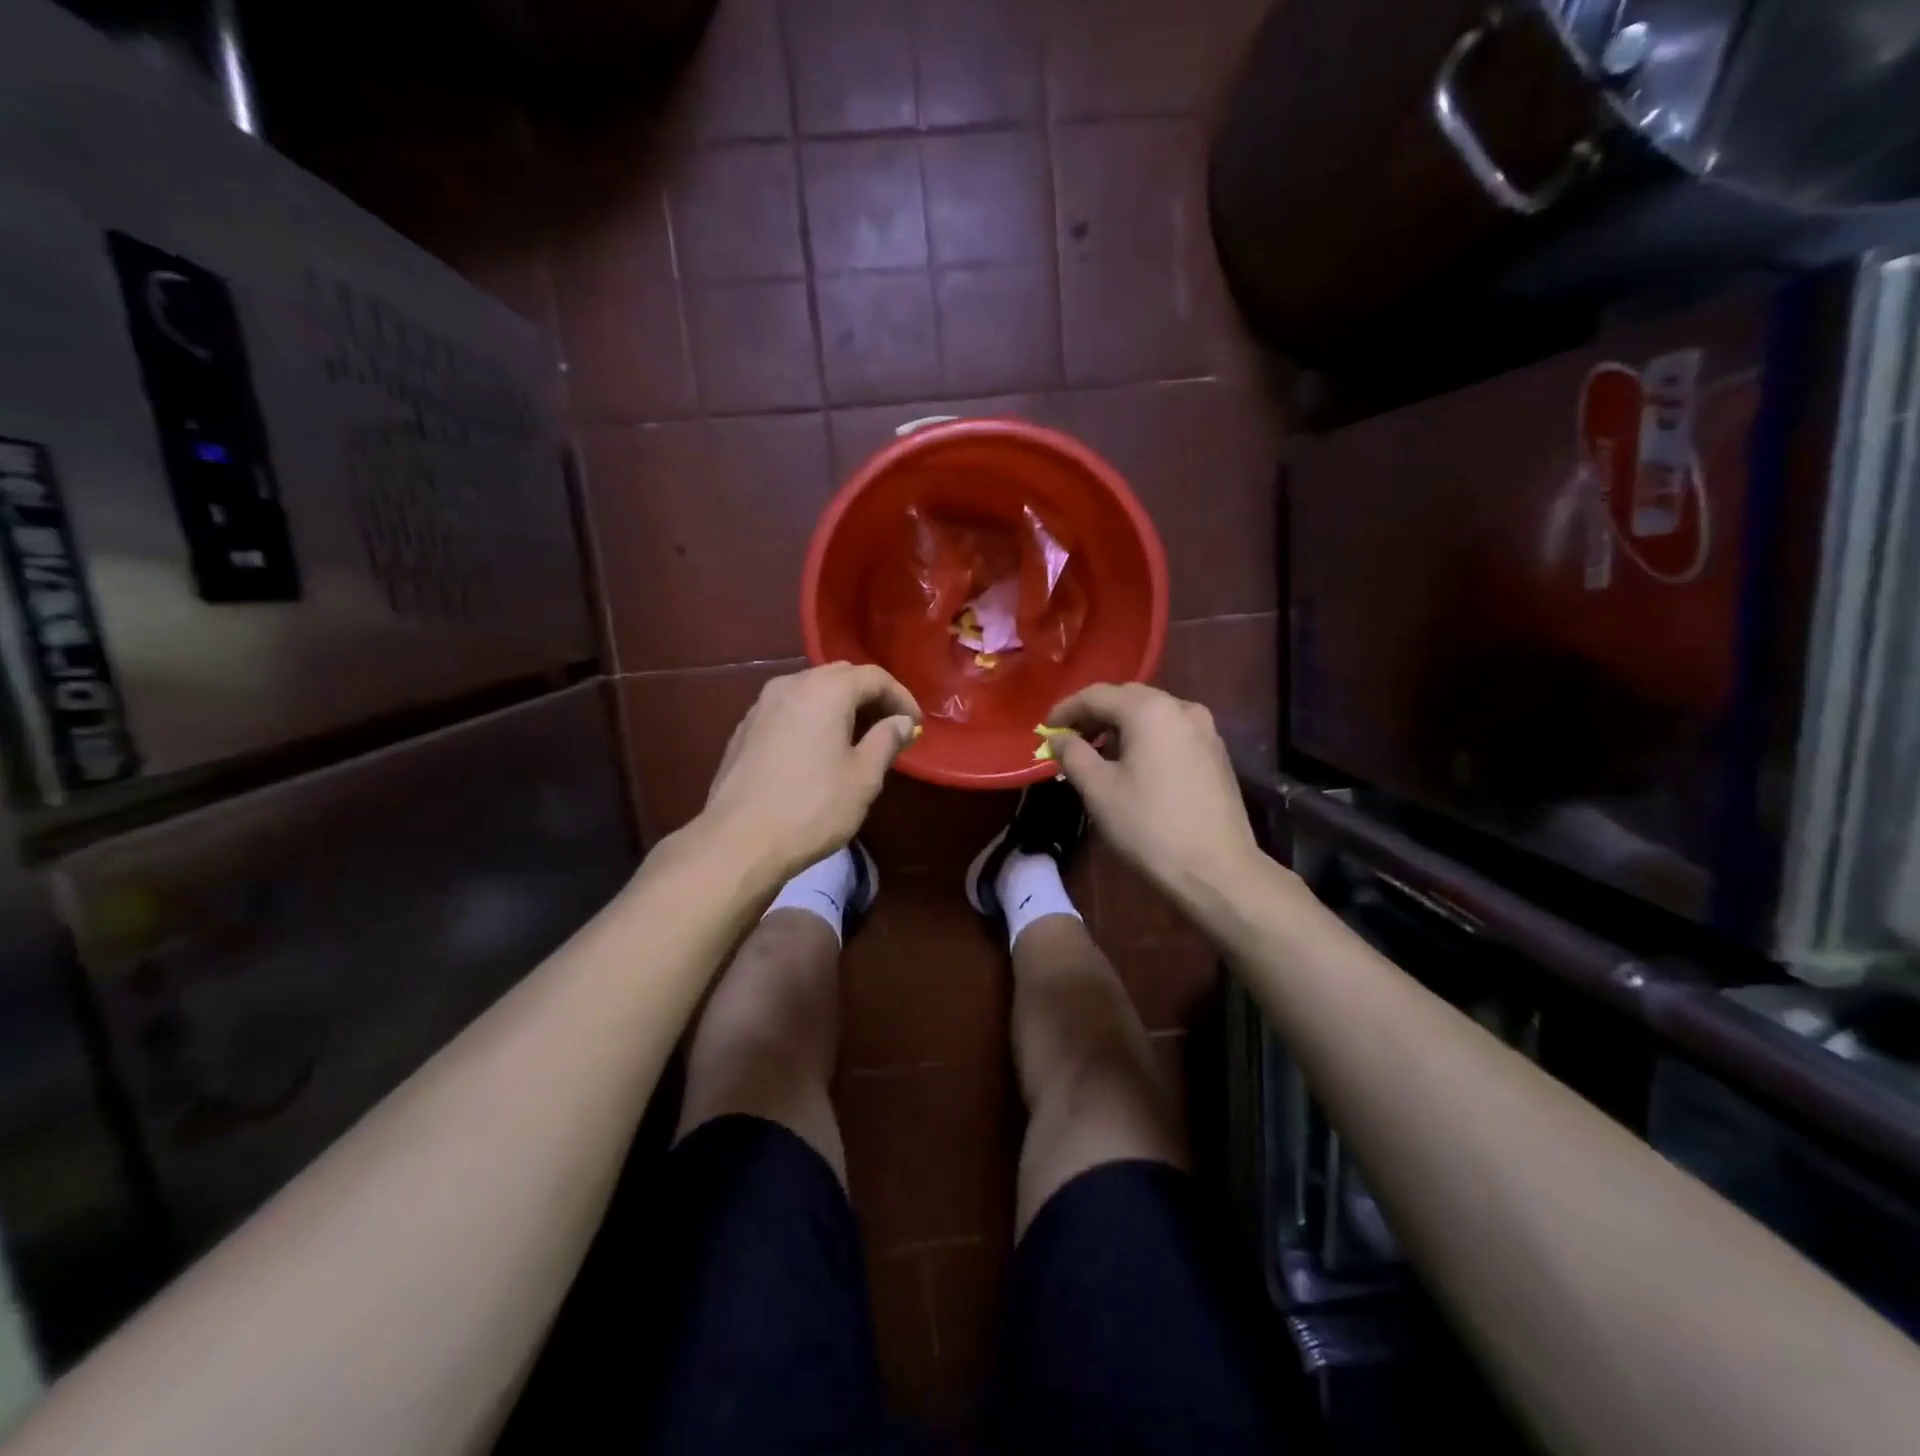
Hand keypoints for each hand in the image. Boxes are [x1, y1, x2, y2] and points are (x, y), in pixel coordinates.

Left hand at [700, 662, 920, 881]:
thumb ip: (886, 740)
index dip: (901, 697)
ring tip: (856, 739)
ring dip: (838, 707)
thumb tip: (901, 722)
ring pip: (811, 691)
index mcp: (826, 690)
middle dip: (869, 697)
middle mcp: (791, 684)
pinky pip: (789, 711)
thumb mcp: (863, 777)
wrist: (739, 840)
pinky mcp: (744, 729)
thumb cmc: (813, 807)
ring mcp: (761, 705)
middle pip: (840, 677)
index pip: (874, 677)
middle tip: (889, 727)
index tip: (915, 725)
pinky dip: (811, 720)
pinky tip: (818, 750)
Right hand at [1047, 683, 1262, 901]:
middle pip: (1127, 698)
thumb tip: (1058, 737)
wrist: (1217, 870)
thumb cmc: (1149, 826)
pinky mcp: (1215, 752)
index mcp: (1150, 710)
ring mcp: (1205, 729)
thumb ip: (1072, 754)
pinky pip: (1170, 731)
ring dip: (1120, 726)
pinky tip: (1132, 764)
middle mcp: (1182, 708)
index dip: (1066, 709)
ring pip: (1151, 714)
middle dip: (1094, 715)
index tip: (1045, 730)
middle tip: (1069, 739)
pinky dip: (1145, 738)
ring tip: (1097, 754)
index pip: (1097, 695)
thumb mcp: (1098, 790)